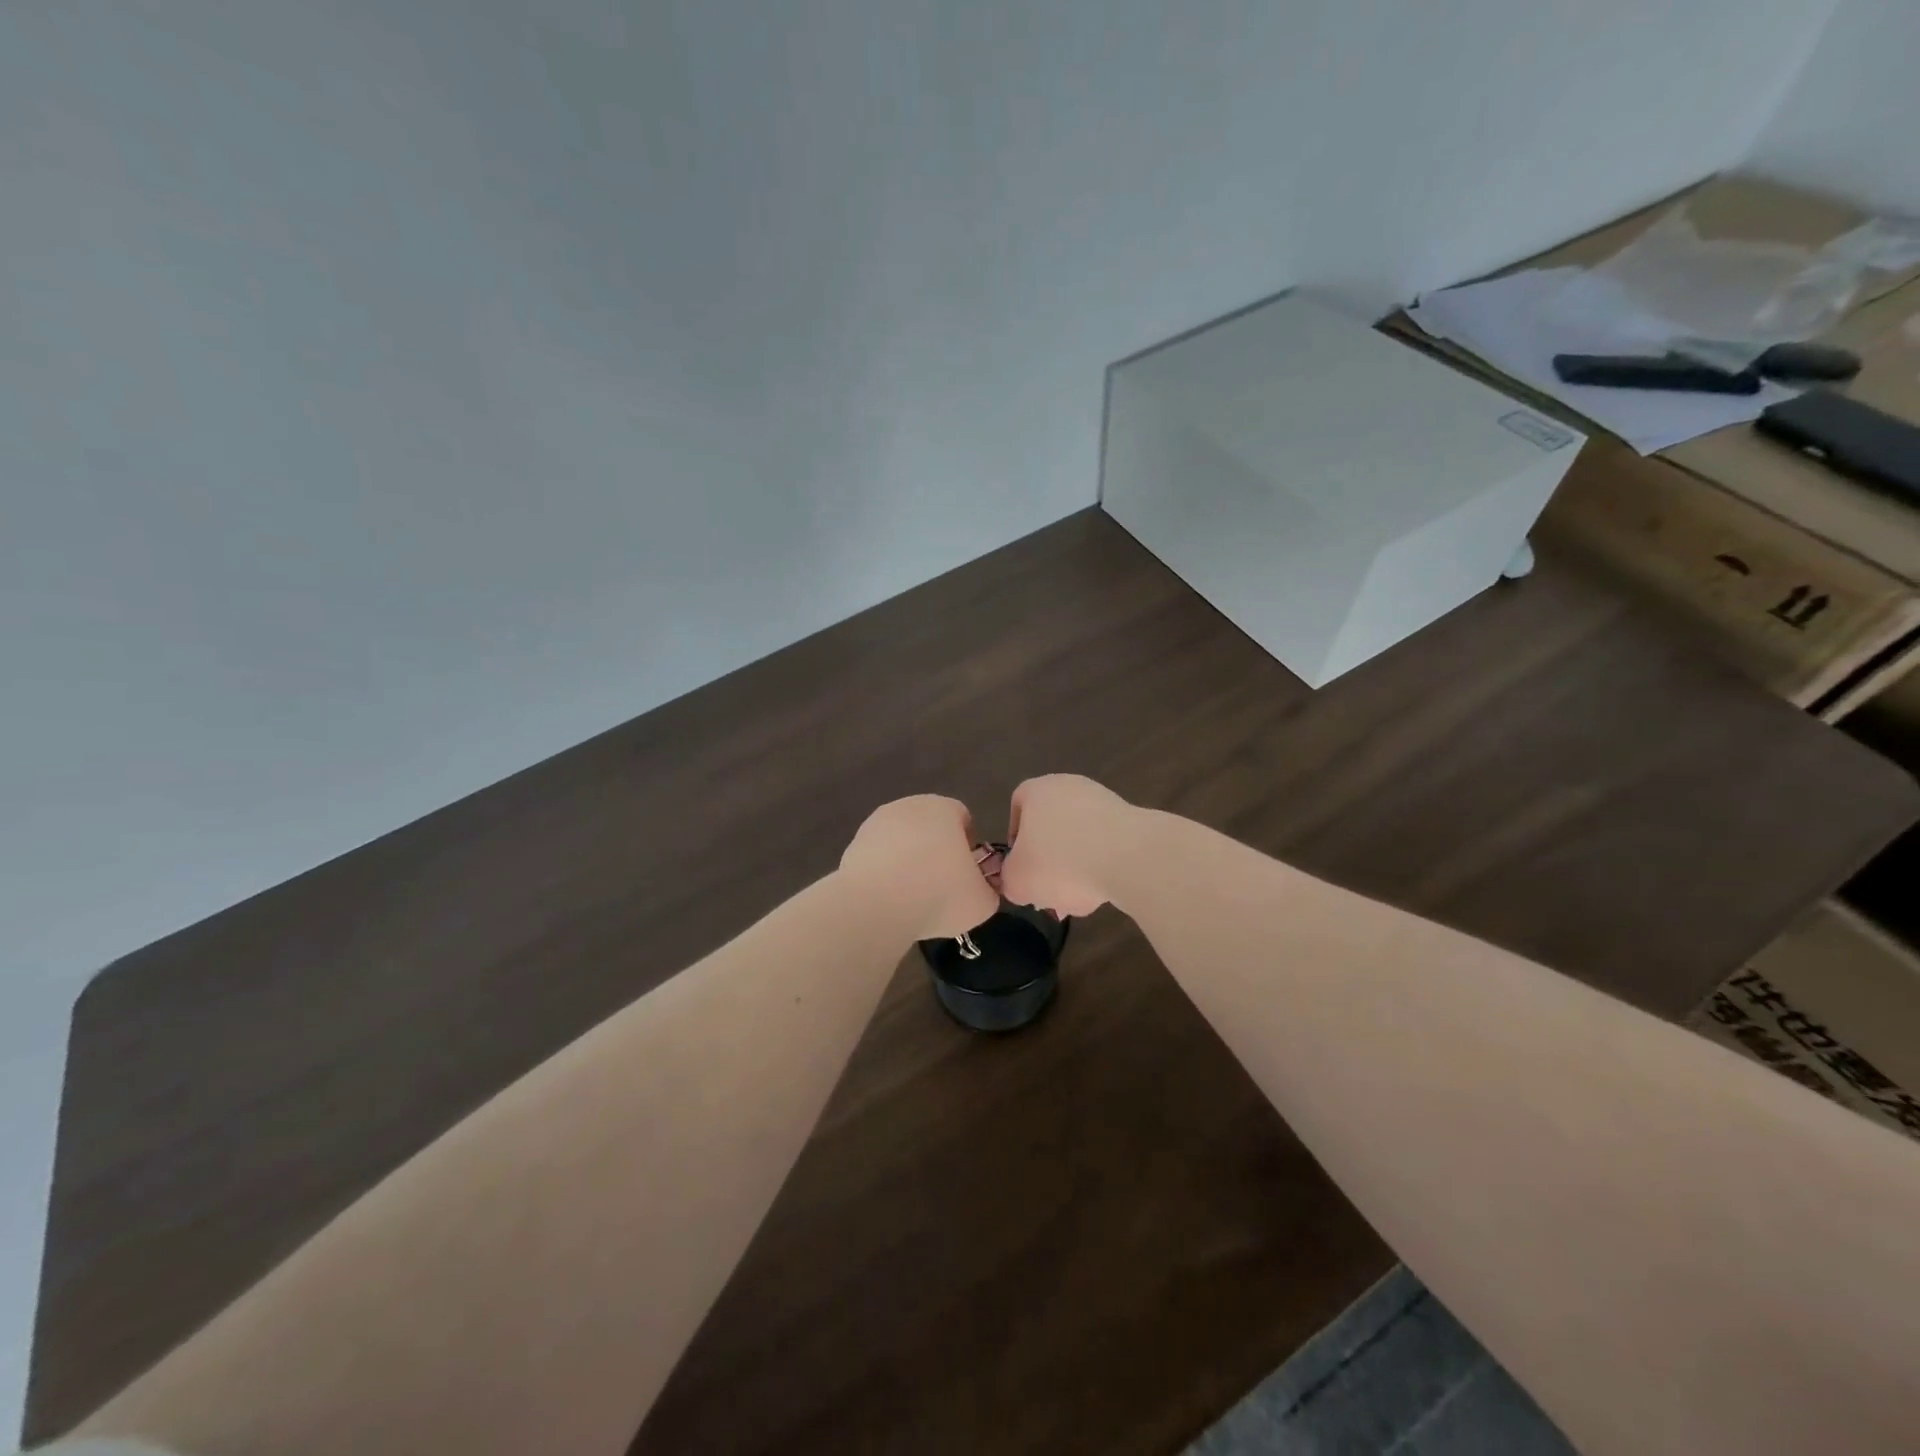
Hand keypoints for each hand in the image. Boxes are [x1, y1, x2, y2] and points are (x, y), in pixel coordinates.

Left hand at [838, 795, 1000, 941]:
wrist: (876, 907)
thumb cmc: (939, 895)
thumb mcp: (983, 902)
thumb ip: (988, 889)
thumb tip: (980, 889)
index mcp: (943, 808)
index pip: (962, 817)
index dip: (968, 845)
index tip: (966, 873)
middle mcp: (908, 806)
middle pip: (930, 825)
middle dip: (936, 850)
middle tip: (941, 886)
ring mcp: (876, 824)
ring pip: (902, 840)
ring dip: (908, 860)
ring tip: (912, 896)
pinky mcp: (853, 845)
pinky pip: (878, 857)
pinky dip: (884, 872)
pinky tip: (888, 898)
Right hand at [1000, 775, 1142, 918]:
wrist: (1129, 858)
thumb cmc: (1061, 861)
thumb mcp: (1018, 881)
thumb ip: (1009, 879)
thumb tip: (1017, 880)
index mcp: (1038, 790)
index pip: (1018, 804)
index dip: (1015, 837)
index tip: (1020, 865)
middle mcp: (1071, 787)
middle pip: (1051, 826)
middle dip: (1048, 862)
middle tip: (1048, 892)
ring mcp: (1104, 802)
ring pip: (1079, 839)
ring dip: (1075, 870)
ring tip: (1076, 901)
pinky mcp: (1131, 821)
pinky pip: (1106, 846)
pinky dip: (1101, 868)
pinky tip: (1102, 893)